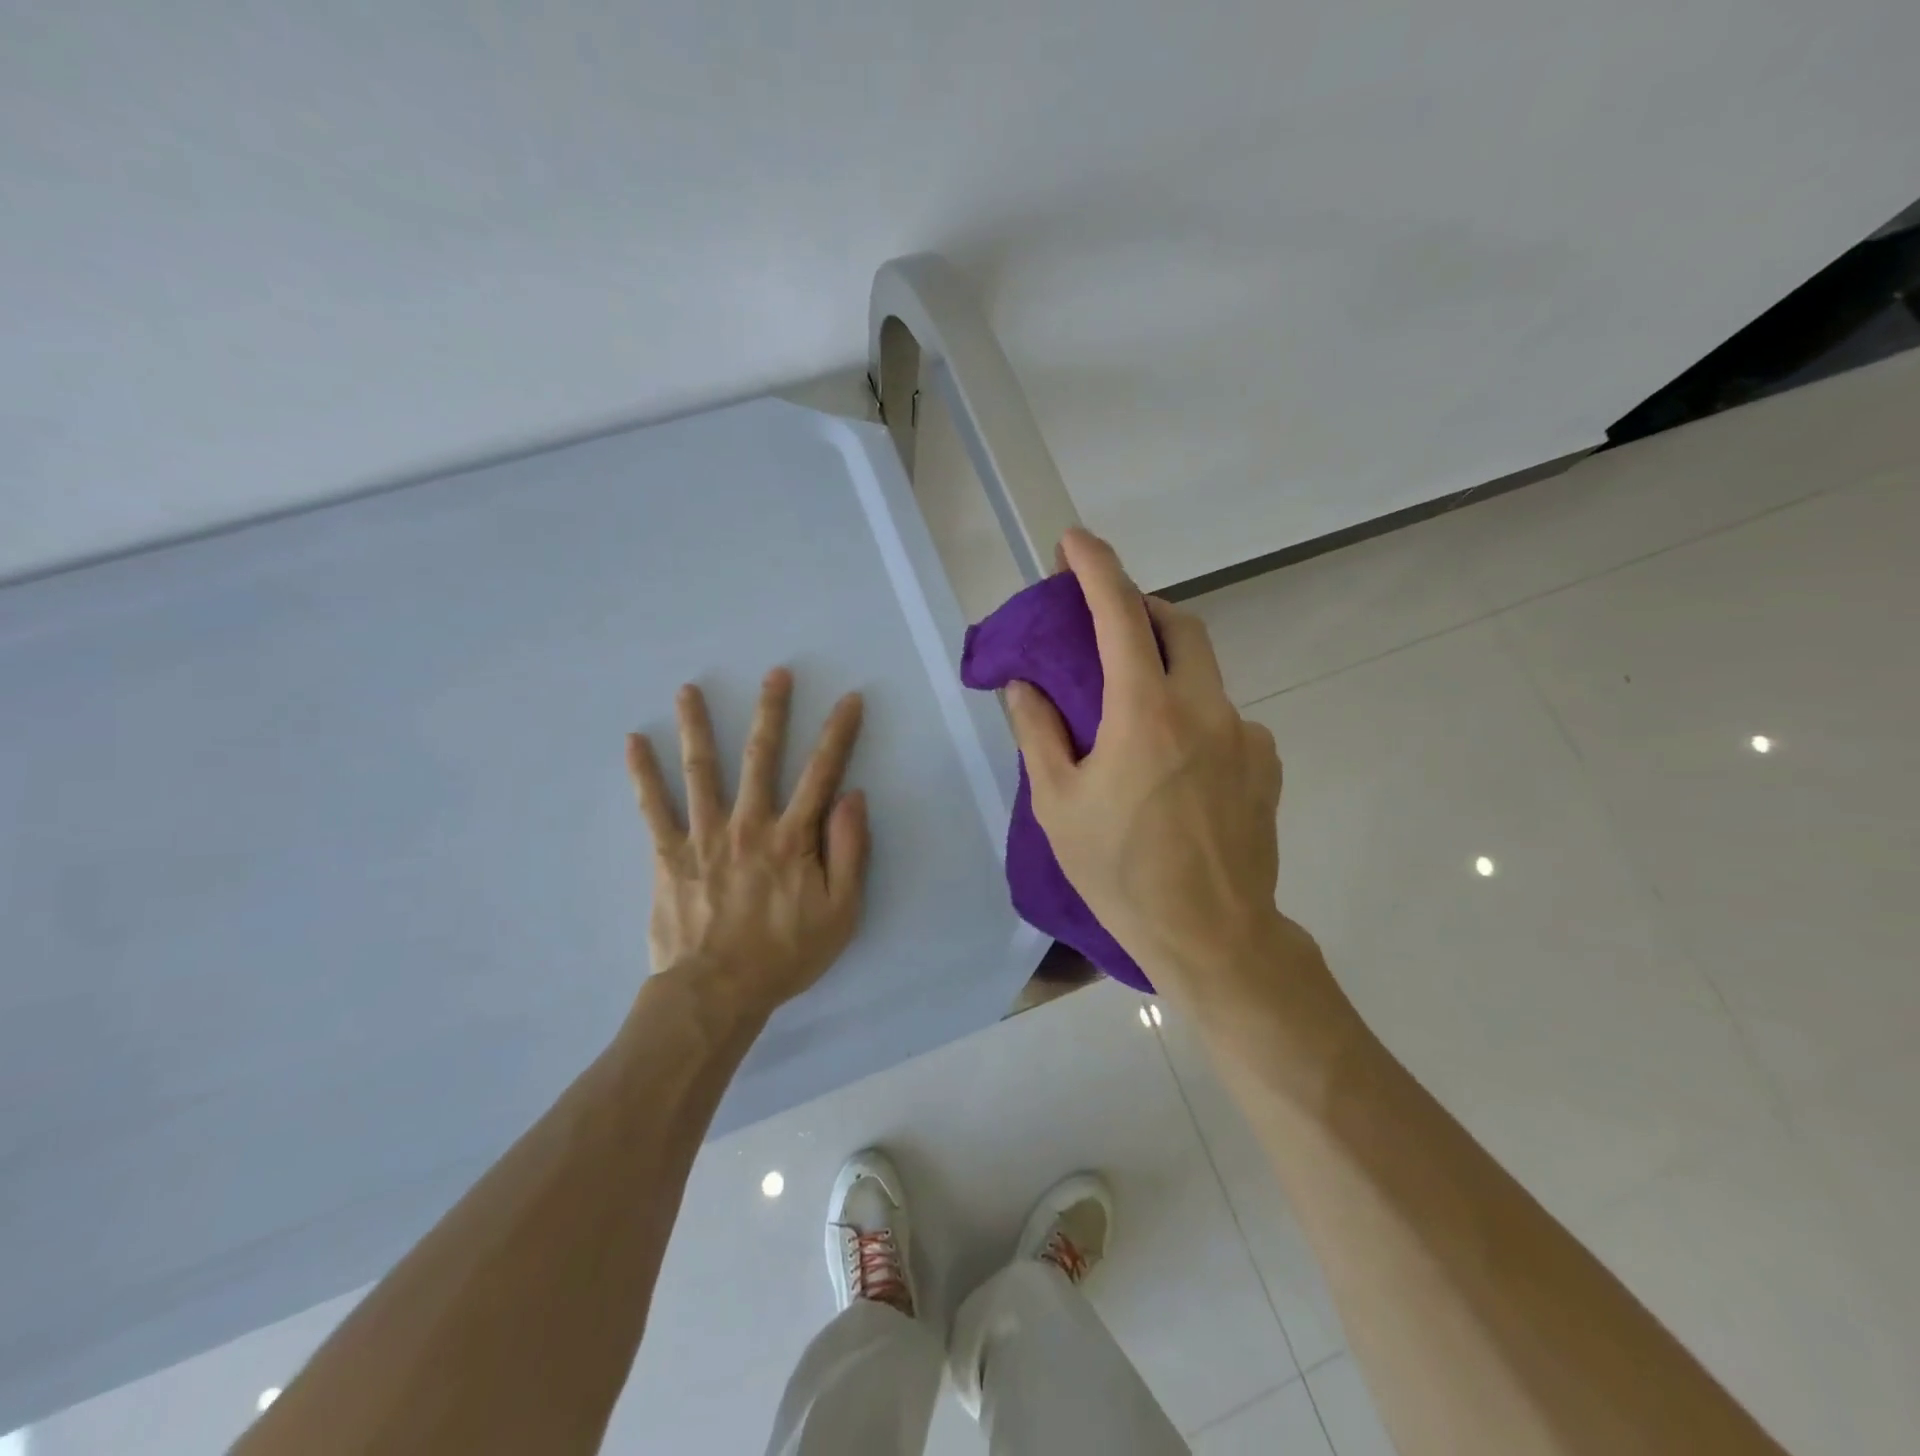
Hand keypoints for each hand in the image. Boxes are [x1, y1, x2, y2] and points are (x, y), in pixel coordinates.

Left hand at [626, 669, 868, 1021]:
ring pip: (702, 770)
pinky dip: (643, 775)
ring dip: (697, 726)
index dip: (839, 733)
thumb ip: (850, 851)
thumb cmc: (785, 955)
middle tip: (775, 673)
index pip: (822, 773)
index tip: (849, 699)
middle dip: (772, 711)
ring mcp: (705, 836)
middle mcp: (749, 824)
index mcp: (793, 837)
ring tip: (688, 690)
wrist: (716, 993)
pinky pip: (653, 808)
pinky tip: (633, 743)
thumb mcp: (840, 912)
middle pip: (762, 757)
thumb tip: (852, 795)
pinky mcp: (669, 854)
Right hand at [1003, 529, 1305, 998]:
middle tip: (1108, 624)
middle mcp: (1204, 707)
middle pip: (1178, 625)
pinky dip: (1193, 716)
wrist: (1215, 936)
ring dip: (1166, 668)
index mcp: (1145, 712)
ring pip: (1204, 674)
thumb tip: (1023, 685)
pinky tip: (1175, 764)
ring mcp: (1245, 734)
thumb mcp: (1059, 805)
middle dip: (1141, 607)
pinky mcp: (1266, 763)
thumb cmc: (1122, 873)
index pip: (1119, 615)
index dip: (1094, 568)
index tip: (1072, 542)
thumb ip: (1039, 734)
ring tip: (1134, 712)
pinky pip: (1225, 718)